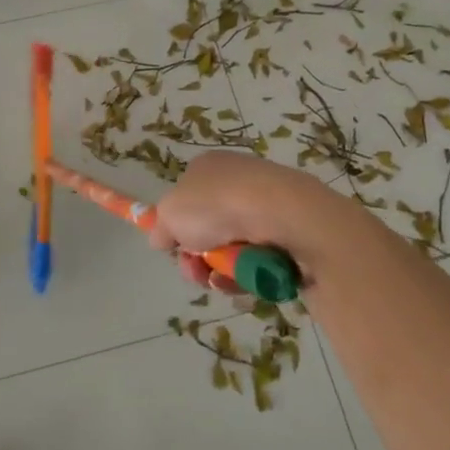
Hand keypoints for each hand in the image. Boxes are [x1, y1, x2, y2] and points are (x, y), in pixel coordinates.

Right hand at [149, 152, 351, 290]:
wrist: (283, 215)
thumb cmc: (218, 205)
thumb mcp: (171, 213)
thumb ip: (161, 227)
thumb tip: (162, 238)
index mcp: (209, 168)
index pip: (186, 198)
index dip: (177, 227)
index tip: (173, 248)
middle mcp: (237, 182)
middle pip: (208, 230)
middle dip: (197, 258)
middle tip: (196, 272)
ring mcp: (265, 207)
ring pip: (231, 250)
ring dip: (220, 271)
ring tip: (223, 279)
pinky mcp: (288, 232)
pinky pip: (258, 261)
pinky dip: (247, 275)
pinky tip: (244, 280)